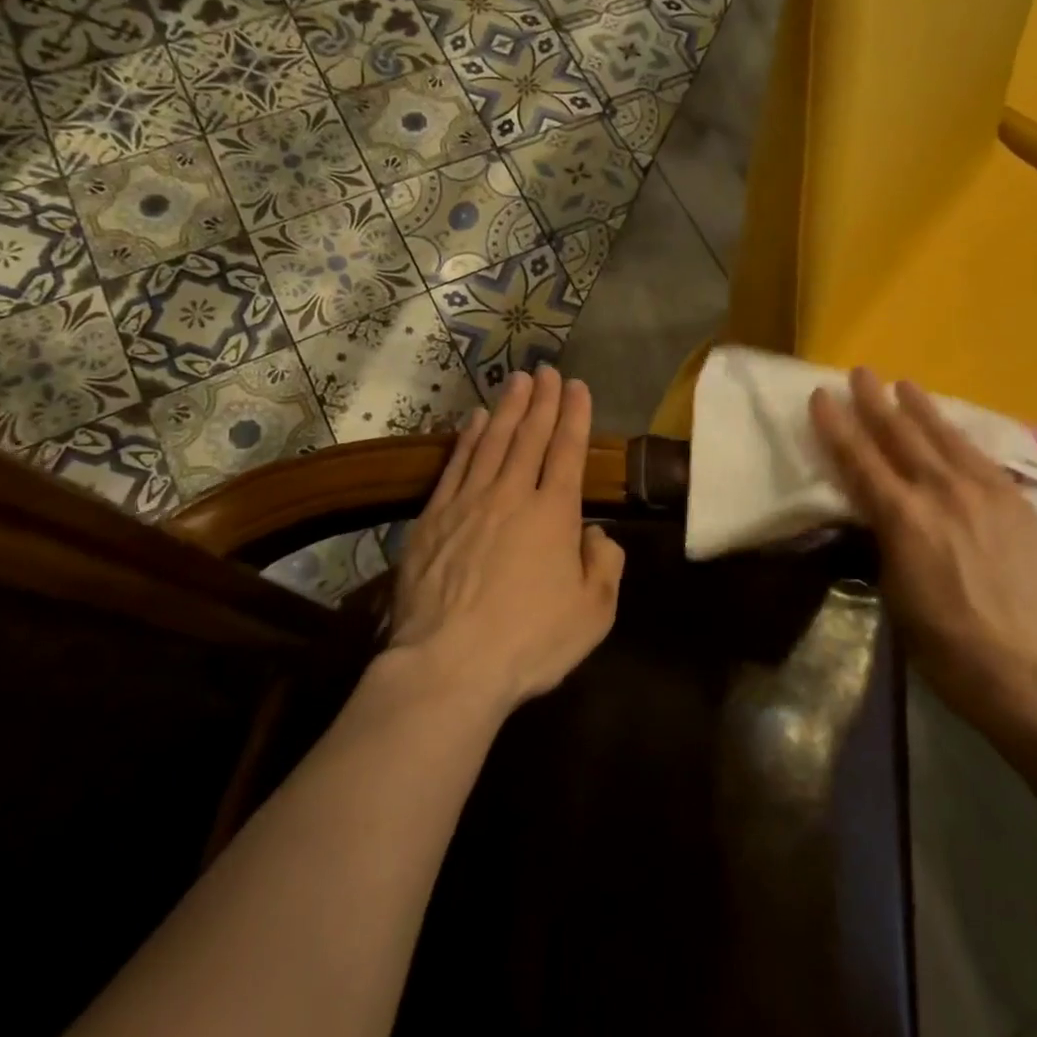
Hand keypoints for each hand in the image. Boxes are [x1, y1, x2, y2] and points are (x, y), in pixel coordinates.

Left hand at [387, 366, 625, 716]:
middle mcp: (512, 495)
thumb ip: (604, 565)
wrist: (448, 666)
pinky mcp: (433, 519)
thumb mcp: (594, 613)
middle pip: (529, 436)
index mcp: (554, 514)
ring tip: (516, 381)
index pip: (567, 451)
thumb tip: (595, 534)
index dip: (574, 415)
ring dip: (506, 408)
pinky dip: (467, 438)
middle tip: (547, 370)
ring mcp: (468, 503)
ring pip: (492, 442)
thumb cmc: (530, 641)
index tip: (577, 386)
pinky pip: (455, 465)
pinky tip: (473, 420)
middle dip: (542, 400)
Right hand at [809, 369, 1036, 746]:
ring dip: (920, 408)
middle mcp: (941, 492)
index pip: (859, 459)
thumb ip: (884, 539)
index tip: (821, 396)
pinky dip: (957, 437)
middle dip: (875, 401)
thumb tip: (878, 512)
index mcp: (903, 518)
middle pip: (900, 435)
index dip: (836, 426)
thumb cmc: (945, 644)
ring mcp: (985, 492)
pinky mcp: (1016, 501)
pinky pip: (979, 457)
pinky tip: (951, 428)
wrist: (1031, 670)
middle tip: (859, 373)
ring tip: (903, 384)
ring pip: (944, 437)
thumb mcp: (893, 592)